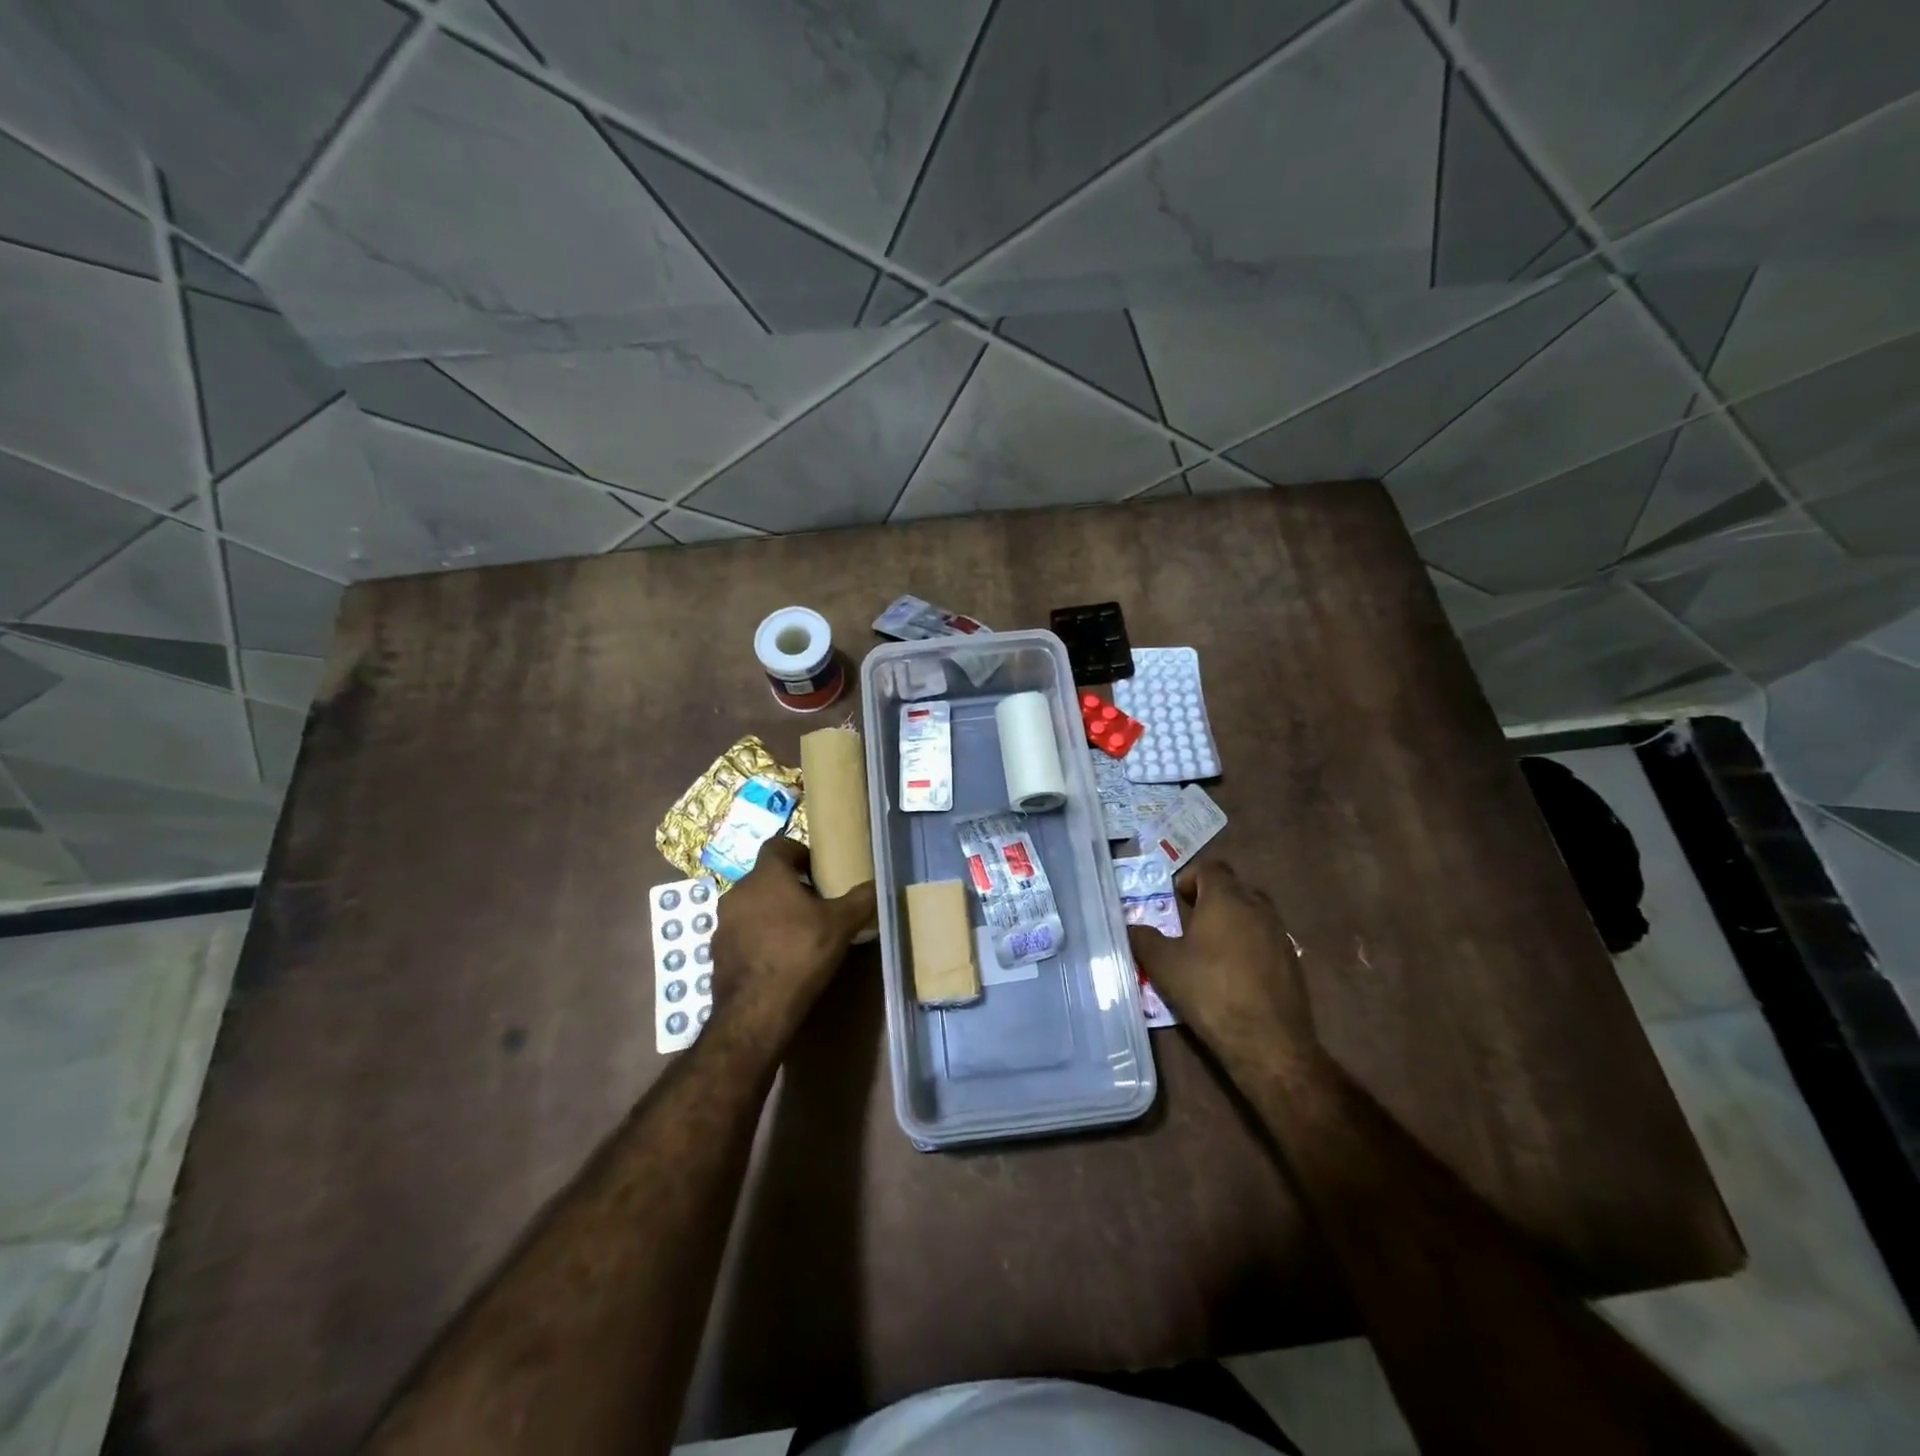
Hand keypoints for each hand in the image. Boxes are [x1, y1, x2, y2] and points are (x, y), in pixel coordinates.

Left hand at [710, 838, 875, 1034]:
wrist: (756, 1011)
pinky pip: (742, 934)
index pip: (778, 845)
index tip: (817, 870)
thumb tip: (879, 884)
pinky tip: (780, 959)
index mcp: (766, 876)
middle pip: (766, 878)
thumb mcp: (841, 925)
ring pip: (752, 906)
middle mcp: (738, 892)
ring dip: (772, 913)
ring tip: (799, 933)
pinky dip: (760, 938)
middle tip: (816, 904)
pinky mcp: (717, 953)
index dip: (799, 852)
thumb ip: (861, 899)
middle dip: (789, 886)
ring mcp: (723, 924)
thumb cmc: (799, 954)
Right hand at [1128, 860, 1316, 1066]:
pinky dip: (1249, 946)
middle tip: (1189, 923)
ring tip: (1211, 950)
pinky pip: (1266, 939)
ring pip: (1252, 913)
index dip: (1190, 878)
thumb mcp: (1164, 965)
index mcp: (1226, 899)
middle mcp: (1257, 907)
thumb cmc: (1210, 992)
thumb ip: (1144, 939)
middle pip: (1234, 888)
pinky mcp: (1293, 961)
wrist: (1269, 1042)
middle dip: (1211, 899)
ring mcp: (1280, 934)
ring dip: (1232, 922)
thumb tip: (1131, 926)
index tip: (1175, 901)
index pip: (1210, 868)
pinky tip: (1234, 974)